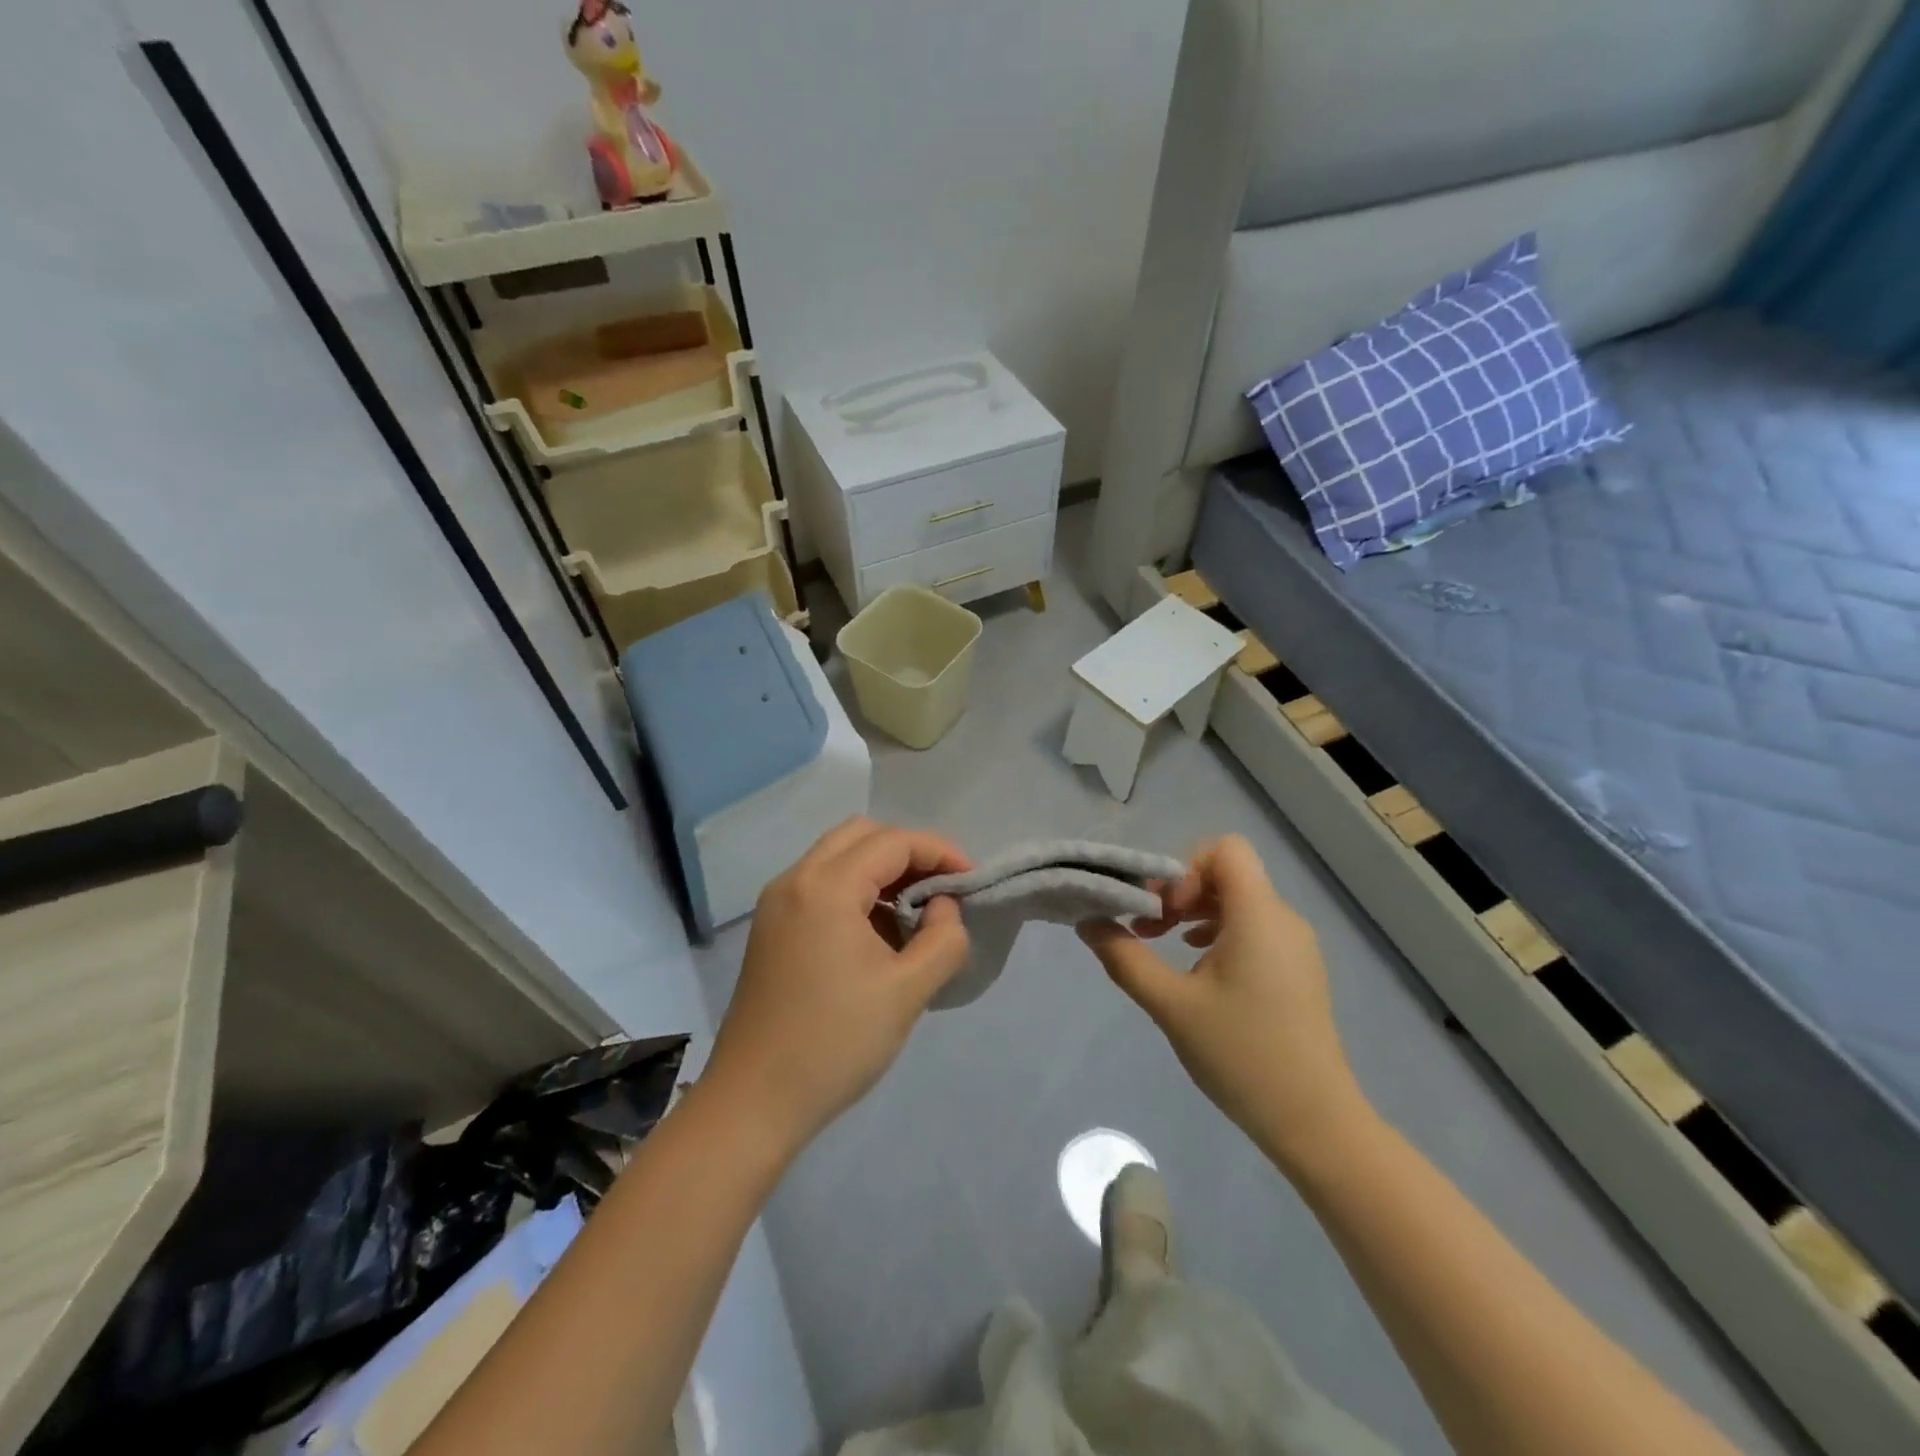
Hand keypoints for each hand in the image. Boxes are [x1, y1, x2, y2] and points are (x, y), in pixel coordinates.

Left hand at [699, 819, 970, 1160]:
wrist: (753, 1103)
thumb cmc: (834, 1044)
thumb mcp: (908, 991)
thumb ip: (943, 938)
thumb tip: (944, 907)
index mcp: (825, 887)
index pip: (893, 842)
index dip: (940, 852)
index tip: (972, 881)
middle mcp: (794, 880)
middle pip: (861, 835)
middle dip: (909, 853)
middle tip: (941, 890)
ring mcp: (776, 904)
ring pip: (838, 857)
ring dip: (881, 871)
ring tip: (915, 915)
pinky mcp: (771, 929)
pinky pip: (820, 885)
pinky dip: (856, 891)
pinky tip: (878, 934)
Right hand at [1078, 835, 1372, 1173]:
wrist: (1315, 1122)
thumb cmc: (1241, 1055)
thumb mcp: (1171, 1006)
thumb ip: (1125, 958)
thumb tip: (1088, 922)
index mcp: (1258, 915)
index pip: (1225, 849)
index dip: (1185, 868)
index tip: (1161, 910)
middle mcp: (1283, 919)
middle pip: (1228, 873)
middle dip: (1181, 892)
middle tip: (1149, 931)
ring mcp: (1296, 945)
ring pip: (1240, 901)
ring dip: (1196, 913)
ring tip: (1165, 948)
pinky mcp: (1298, 969)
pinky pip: (1255, 927)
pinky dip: (1219, 933)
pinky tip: (1198, 968)